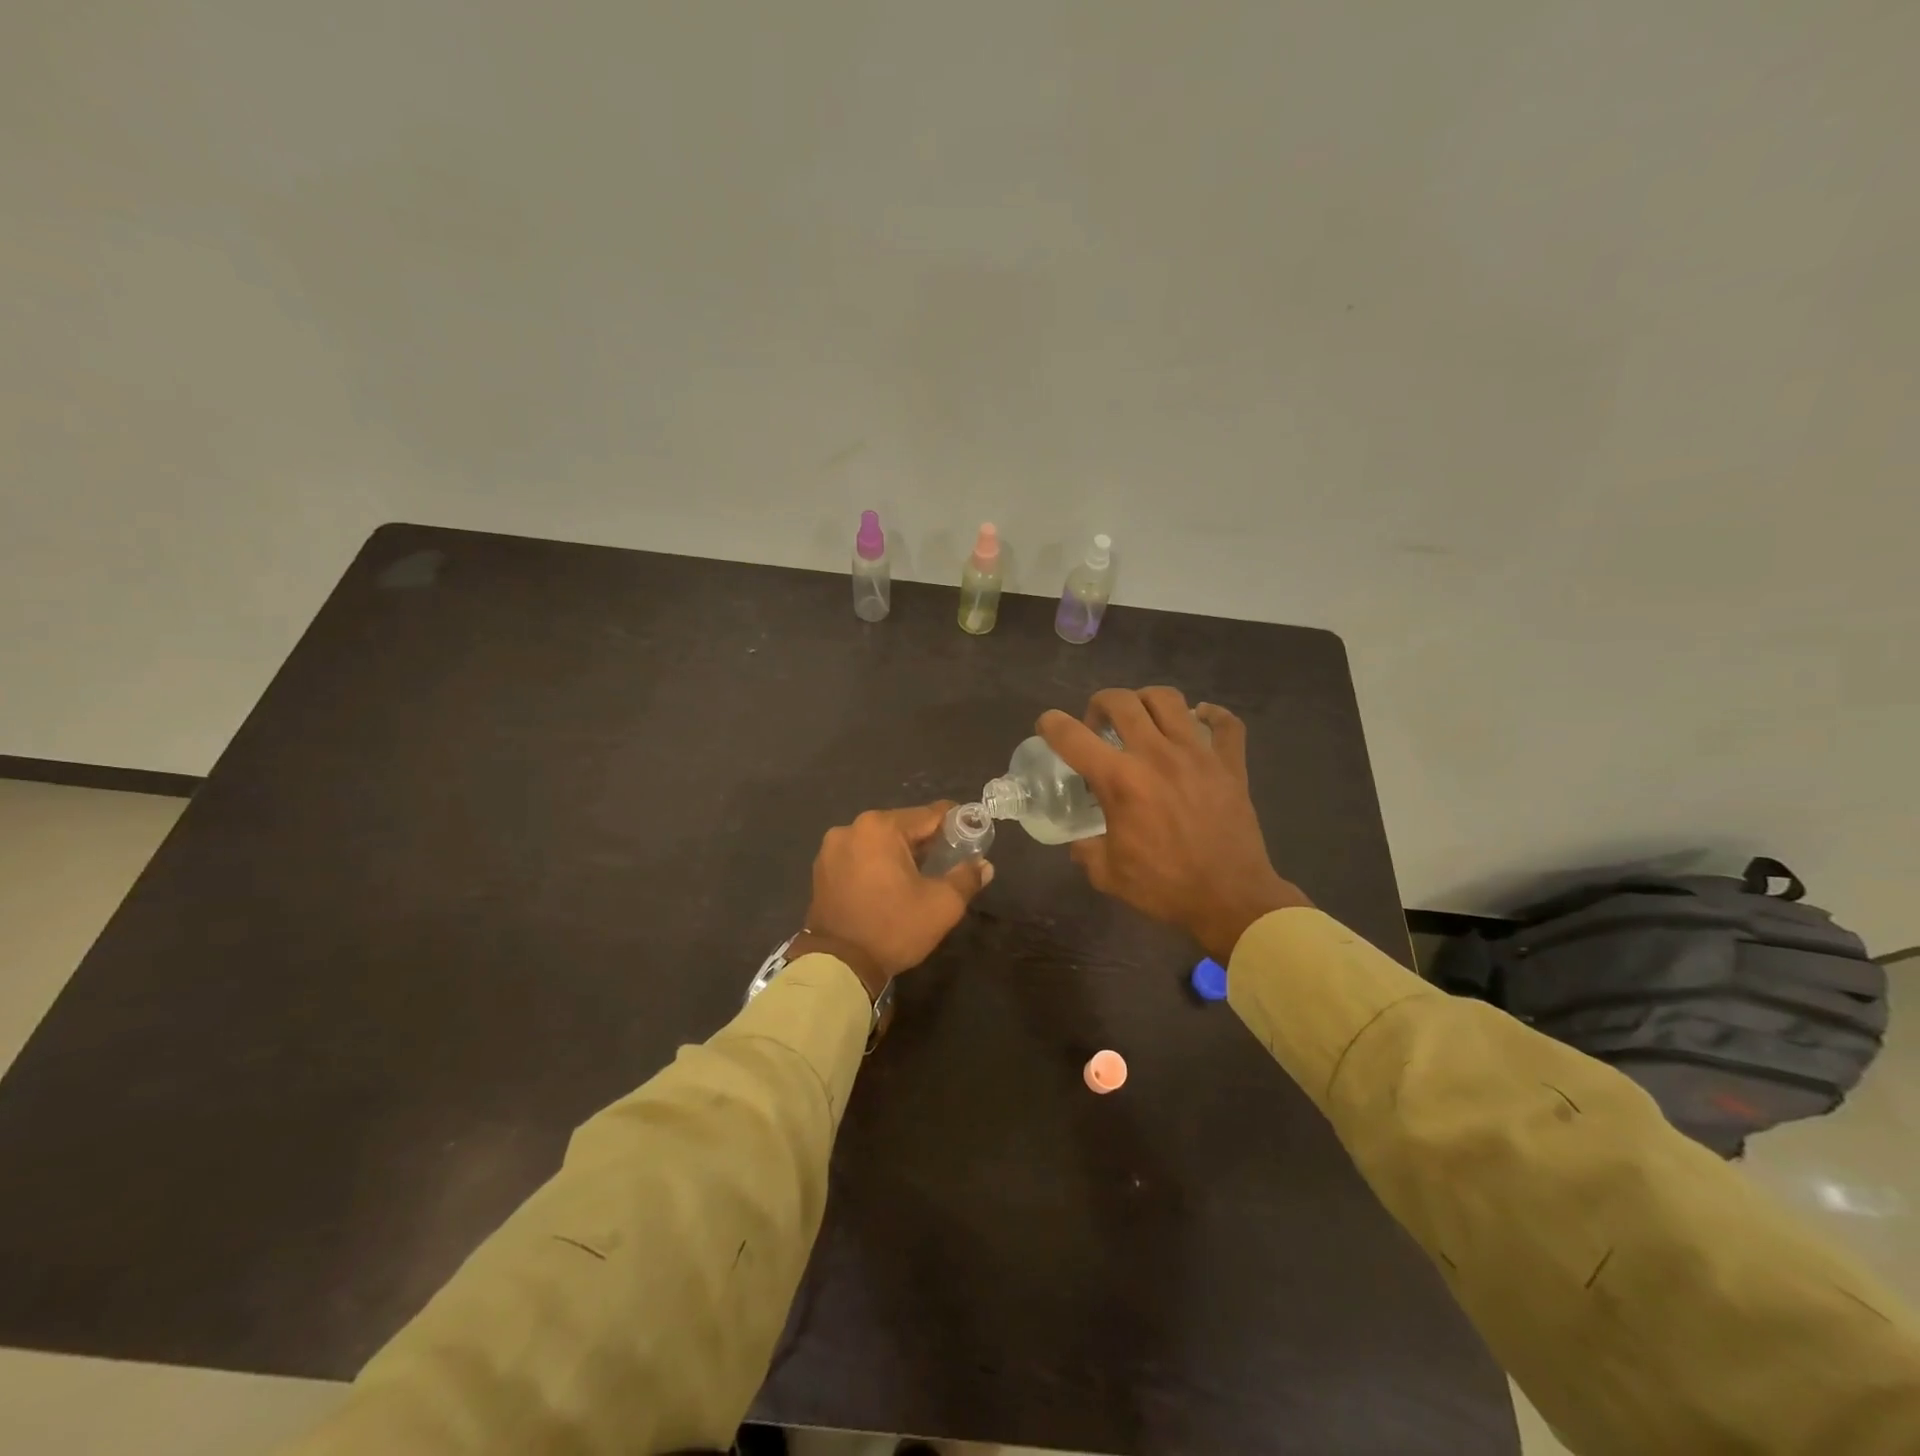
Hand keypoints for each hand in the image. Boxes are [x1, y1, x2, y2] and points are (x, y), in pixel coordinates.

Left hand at [798, 803, 992, 997]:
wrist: (838, 966)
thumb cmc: (893, 927)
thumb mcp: (942, 905)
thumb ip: (966, 878)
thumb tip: (984, 866)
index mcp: (880, 827)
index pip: (930, 814)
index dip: (955, 823)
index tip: (971, 836)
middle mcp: (852, 828)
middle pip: (902, 826)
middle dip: (926, 842)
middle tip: (947, 862)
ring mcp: (831, 848)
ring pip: (879, 842)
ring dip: (899, 853)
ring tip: (917, 877)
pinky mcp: (821, 869)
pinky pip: (859, 857)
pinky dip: (876, 865)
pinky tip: (888, 886)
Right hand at [1039, 688, 1309, 958]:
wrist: (1231, 900)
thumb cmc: (1165, 888)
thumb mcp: (1107, 874)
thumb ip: (1086, 850)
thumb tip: (1080, 840)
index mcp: (1120, 781)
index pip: (1072, 737)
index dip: (1051, 724)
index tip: (1047, 726)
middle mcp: (1156, 755)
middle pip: (1121, 701)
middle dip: (1099, 704)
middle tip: (1098, 725)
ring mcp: (1197, 754)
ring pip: (1168, 699)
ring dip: (1146, 701)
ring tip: (1142, 718)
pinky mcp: (1230, 764)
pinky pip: (1225, 723)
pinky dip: (1212, 715)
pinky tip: (1199, 720)